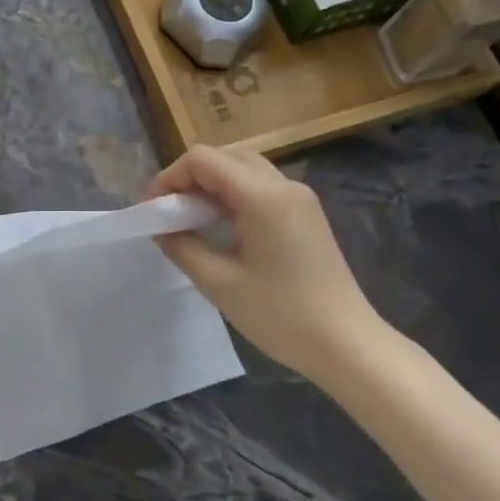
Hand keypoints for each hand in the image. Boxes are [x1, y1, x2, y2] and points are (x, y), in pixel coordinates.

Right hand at [148, 145, 394, 387]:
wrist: (346, 343)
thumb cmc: (280, 315)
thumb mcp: (218, 282)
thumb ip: (182, 246)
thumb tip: (160, 226)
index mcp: (262, 196)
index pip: (202, 159)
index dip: (169, 178)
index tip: (152, 211)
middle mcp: (283, 185)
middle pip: (224, 156)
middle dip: (188, 178)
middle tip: (169, 214)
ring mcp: (300, 198)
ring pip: (243, 168)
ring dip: (210, 185)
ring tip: (191, 221)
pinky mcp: (306, 213)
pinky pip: (260, 186)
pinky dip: (232, 195)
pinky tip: (221, 228)